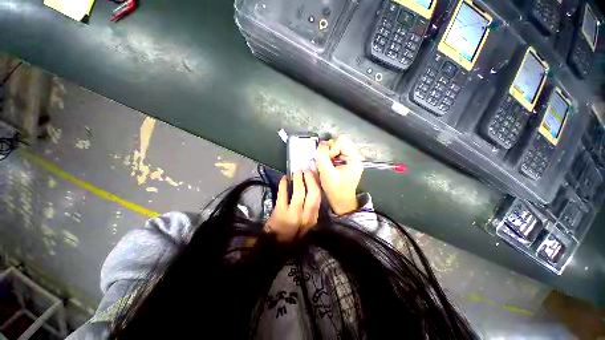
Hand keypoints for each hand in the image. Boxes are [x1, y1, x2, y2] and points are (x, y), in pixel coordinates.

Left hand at [264, 171, 320, 241]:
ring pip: (299, 192)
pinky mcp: (280, 213)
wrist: (274, 247)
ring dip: (298, 179)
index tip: (314, 171)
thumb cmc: (291, 234)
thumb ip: (309, 208)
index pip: (318, 197)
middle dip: (310, 178)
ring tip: (296, 170)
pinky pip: (283, 195)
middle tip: (306, 167)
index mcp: (313, 218)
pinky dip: (283, 185)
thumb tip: (310, 186)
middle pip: (312, 193)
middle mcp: (306, 217)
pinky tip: (283, 178)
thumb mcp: (305, 223)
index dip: (317, 182)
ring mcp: (293, 214)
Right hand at [316, 136, 363, 214]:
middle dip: (330, 149)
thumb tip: (322, 143)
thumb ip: (323, 157)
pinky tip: (329, 165)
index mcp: (354, 159)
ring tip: (327, 163)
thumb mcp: (326, 173)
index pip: (342, 141)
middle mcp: (355, 157)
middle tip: (325, 160)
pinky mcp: (347, 162)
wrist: (341, 201)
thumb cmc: (335, 190)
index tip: (327, 159)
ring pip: (338, 146)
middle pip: (341, 142)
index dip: (332, 148)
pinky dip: (331, 156)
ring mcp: (351, 159)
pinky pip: (338, 152)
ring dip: (330, 153)